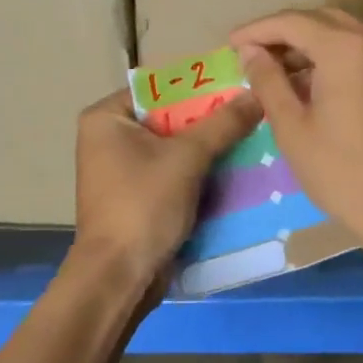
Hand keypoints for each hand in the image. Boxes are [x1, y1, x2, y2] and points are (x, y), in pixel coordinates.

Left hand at [71, 86, 262, 285]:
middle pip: (169, 119)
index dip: (200, 87)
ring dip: (209, 149)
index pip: (159, 88)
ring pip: (174, 149)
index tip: (239, 86)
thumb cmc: (144, 204)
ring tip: (252, 138)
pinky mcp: (137, 198)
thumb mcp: (188, 158)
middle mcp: (108, 139)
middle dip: (210, 121)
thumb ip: (223, 124)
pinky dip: (199, 174)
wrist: (120, 276)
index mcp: (106, 118)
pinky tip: (236, 170)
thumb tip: (256, 93)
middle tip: (252, 113)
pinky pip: (173, 175)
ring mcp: (121, 171)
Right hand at [231, 9, 362, 259]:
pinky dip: (332, 56)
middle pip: (321, 20)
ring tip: (274, 67)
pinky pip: (361, 51)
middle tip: (251, 53)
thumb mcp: (292, 126)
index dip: (258, 30)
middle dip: (283, 32)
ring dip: (308, 43)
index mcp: (348, 49)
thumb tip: (250, 52)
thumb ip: (268, 80)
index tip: (231, 43)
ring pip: (343, 34)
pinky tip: (308, 79)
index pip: (294, 22)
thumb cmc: (338, 171)